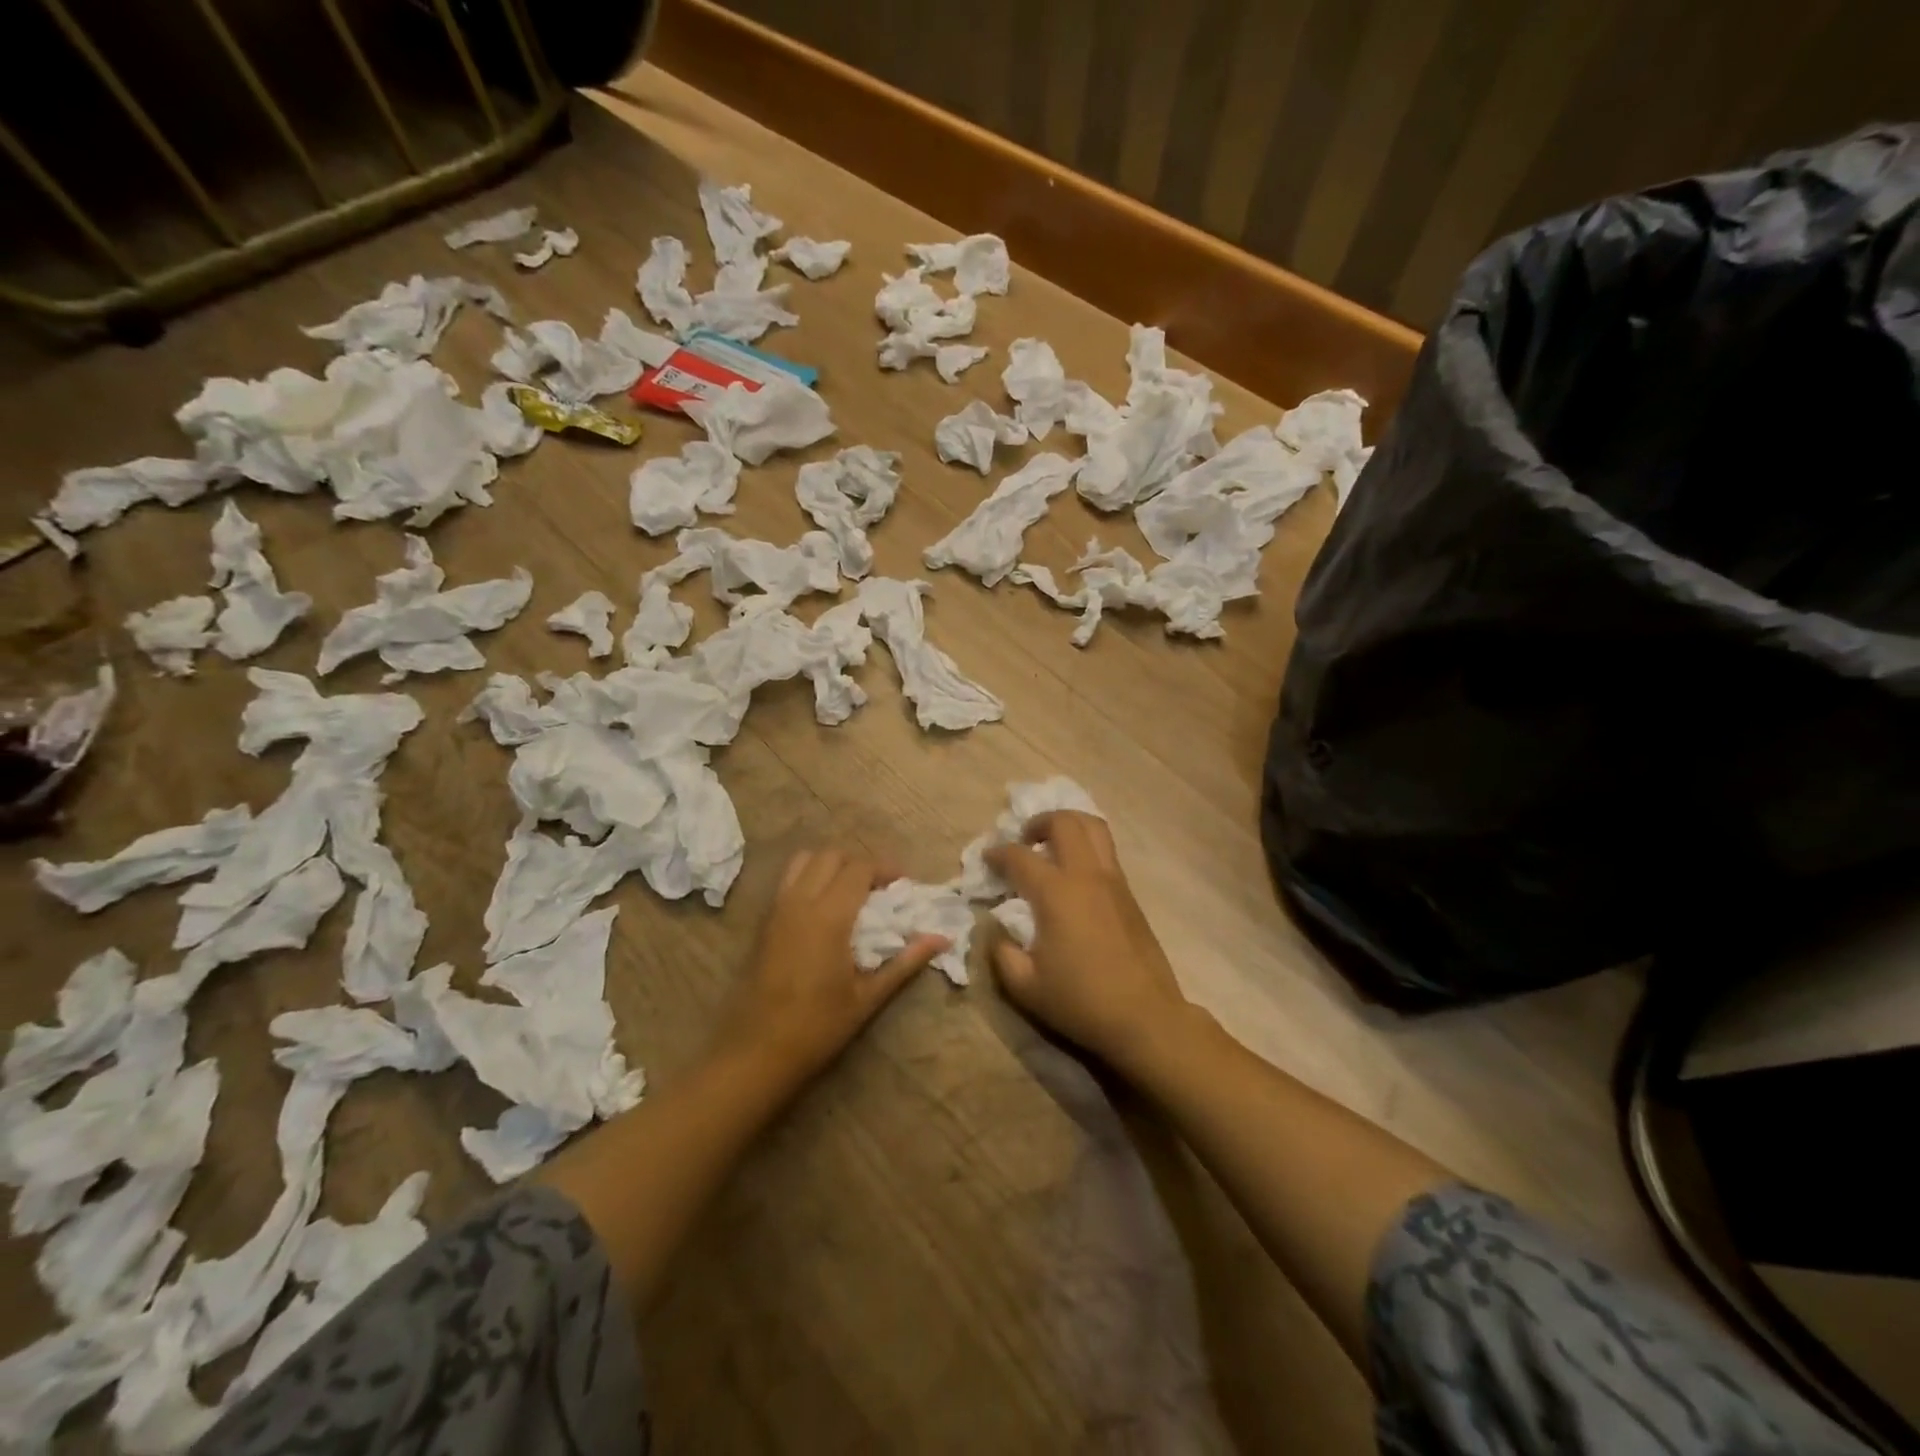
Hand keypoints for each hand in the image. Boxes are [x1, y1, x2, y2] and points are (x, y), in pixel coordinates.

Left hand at [712, 848, 946, 1088]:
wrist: (757, 1052)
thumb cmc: (818, 1027)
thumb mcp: (868, 997)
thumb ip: (906, 962)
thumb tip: (942, 939)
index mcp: (829, 916)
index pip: (859, 868)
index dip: (885, 869)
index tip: (903, 886)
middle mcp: (800, 902)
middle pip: (831, 855)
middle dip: (859, 864)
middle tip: (879, 889)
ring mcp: (777, 909)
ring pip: (804, 860)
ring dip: (830, 865)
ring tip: (849, 892)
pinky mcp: (763, 922)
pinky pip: (788, 880)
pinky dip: (809, 878)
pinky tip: (823, 909)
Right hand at [985, 812, 1193, 1071]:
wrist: (1145, 1016)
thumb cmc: (1081, 1001)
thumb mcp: (1025, 986)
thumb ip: (1001, 953)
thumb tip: (997, 931)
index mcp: (1055, 893)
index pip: (1020, 856)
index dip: (998, 853)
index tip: (987, 859)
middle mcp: (1086, 875)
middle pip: (1065, 822)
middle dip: (1038, 822)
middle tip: (1025, 841)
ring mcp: (1113, 881)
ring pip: (1094, 828)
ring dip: (1069, 826)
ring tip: (1052, 846)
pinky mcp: (1130, 894)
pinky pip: (1107, 851)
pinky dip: (1087, 846)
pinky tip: (1075, 874)